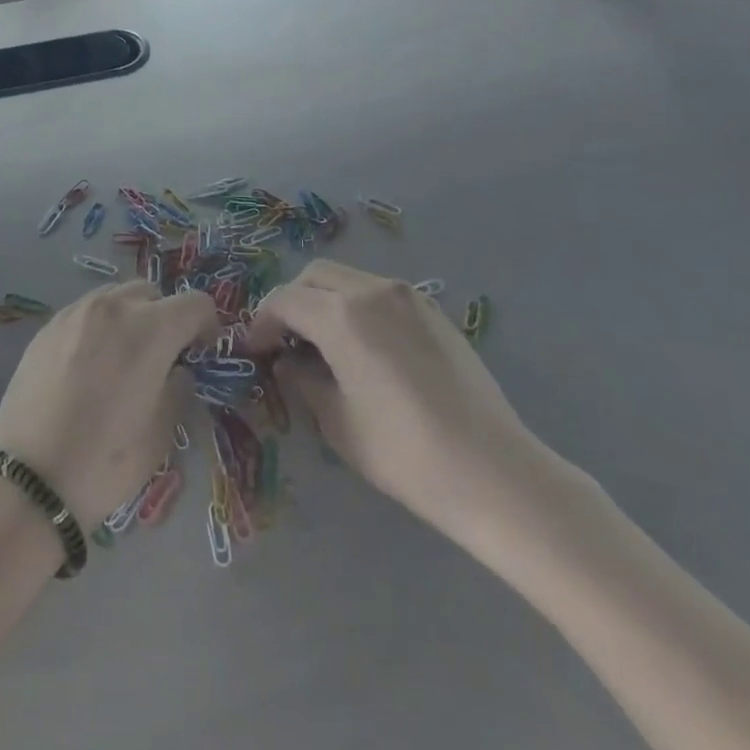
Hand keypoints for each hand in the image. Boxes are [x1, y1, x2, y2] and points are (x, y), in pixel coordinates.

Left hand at [0, 282, 215, 530]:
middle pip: (153, 292)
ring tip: (122, 359)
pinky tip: (88, 365)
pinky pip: (85, 312)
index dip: (207, 326)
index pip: (195, 303)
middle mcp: (113, 307)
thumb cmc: (104, 462)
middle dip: (165, 317)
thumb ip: (178, 388)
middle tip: (161, 357)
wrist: (27, 479)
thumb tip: (176, 370)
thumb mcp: (161, 434)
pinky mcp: (47, 326)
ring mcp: (75, 312)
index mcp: (150, 330)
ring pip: (116, 296)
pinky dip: (98, 327)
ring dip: (130, 317)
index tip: (201, 354)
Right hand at [248, 260, 559, 549]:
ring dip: (324, 301)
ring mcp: (408, 296)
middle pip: (314, 276)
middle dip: (292, 302)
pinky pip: (379, 293)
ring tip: (323, 344)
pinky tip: (364, 348)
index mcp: (342, 315)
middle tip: (285, 341)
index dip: (261, 322)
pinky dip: (356, 307)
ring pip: (348, 279)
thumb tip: (288, 361)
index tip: (254, 349)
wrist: (494, 473)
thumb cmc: (404, 453)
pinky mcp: (433, 311)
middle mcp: (372, 290)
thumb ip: (302, 379)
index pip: (284, 300)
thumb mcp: (336, 421)